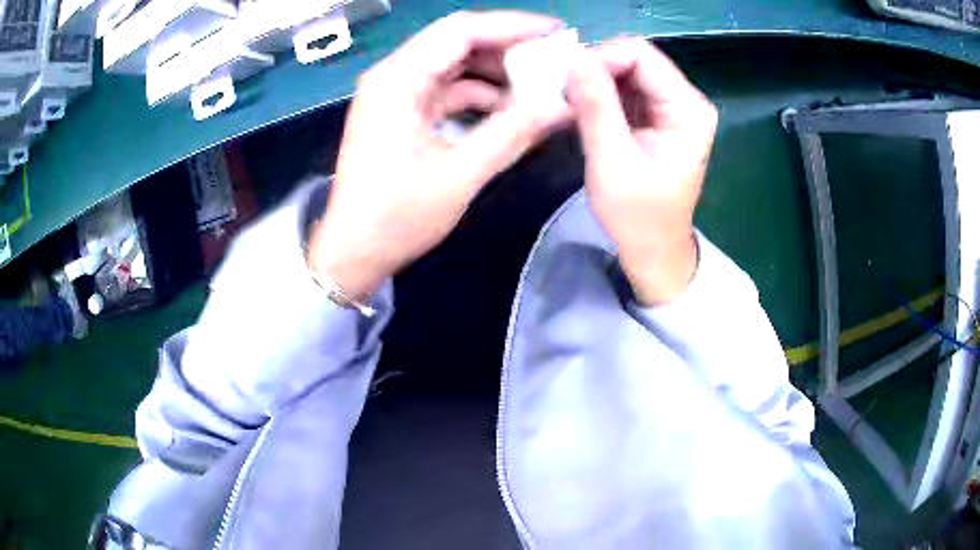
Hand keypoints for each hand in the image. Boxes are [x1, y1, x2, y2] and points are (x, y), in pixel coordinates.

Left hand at [308, 11, 567, 296]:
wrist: (352, 253)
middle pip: (456, 41)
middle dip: (507, 46)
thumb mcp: (460, 175)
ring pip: (453, 64)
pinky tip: (507, 109)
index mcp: (398, 81)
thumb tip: (563, 105)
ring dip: (494, 72)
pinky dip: (477, 94)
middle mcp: (392, 76)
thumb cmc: (396, 218)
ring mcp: (394, 93)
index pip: (461, 31)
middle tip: (552, 58)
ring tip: (537, 87)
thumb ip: (513, 133)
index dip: (512, 26)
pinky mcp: (399, 111)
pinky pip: (445, 88)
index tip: (556, 33)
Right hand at [566, 37, 717, 304]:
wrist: (653, 249)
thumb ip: (597, 107)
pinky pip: (624, 88)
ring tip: (568, 103)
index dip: (600, 59)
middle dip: (594, 69)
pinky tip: (581, 110)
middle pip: (634, 58)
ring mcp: (672, 106)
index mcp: (688, 109)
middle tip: (562, 92)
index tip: (567, 82)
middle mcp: (686, 99)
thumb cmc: (637, 216)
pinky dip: (599, 94)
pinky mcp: (657, 115)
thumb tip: (574, 58)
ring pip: (625, 70)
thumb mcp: (612, 162)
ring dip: (593, 81)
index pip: (641, 55)